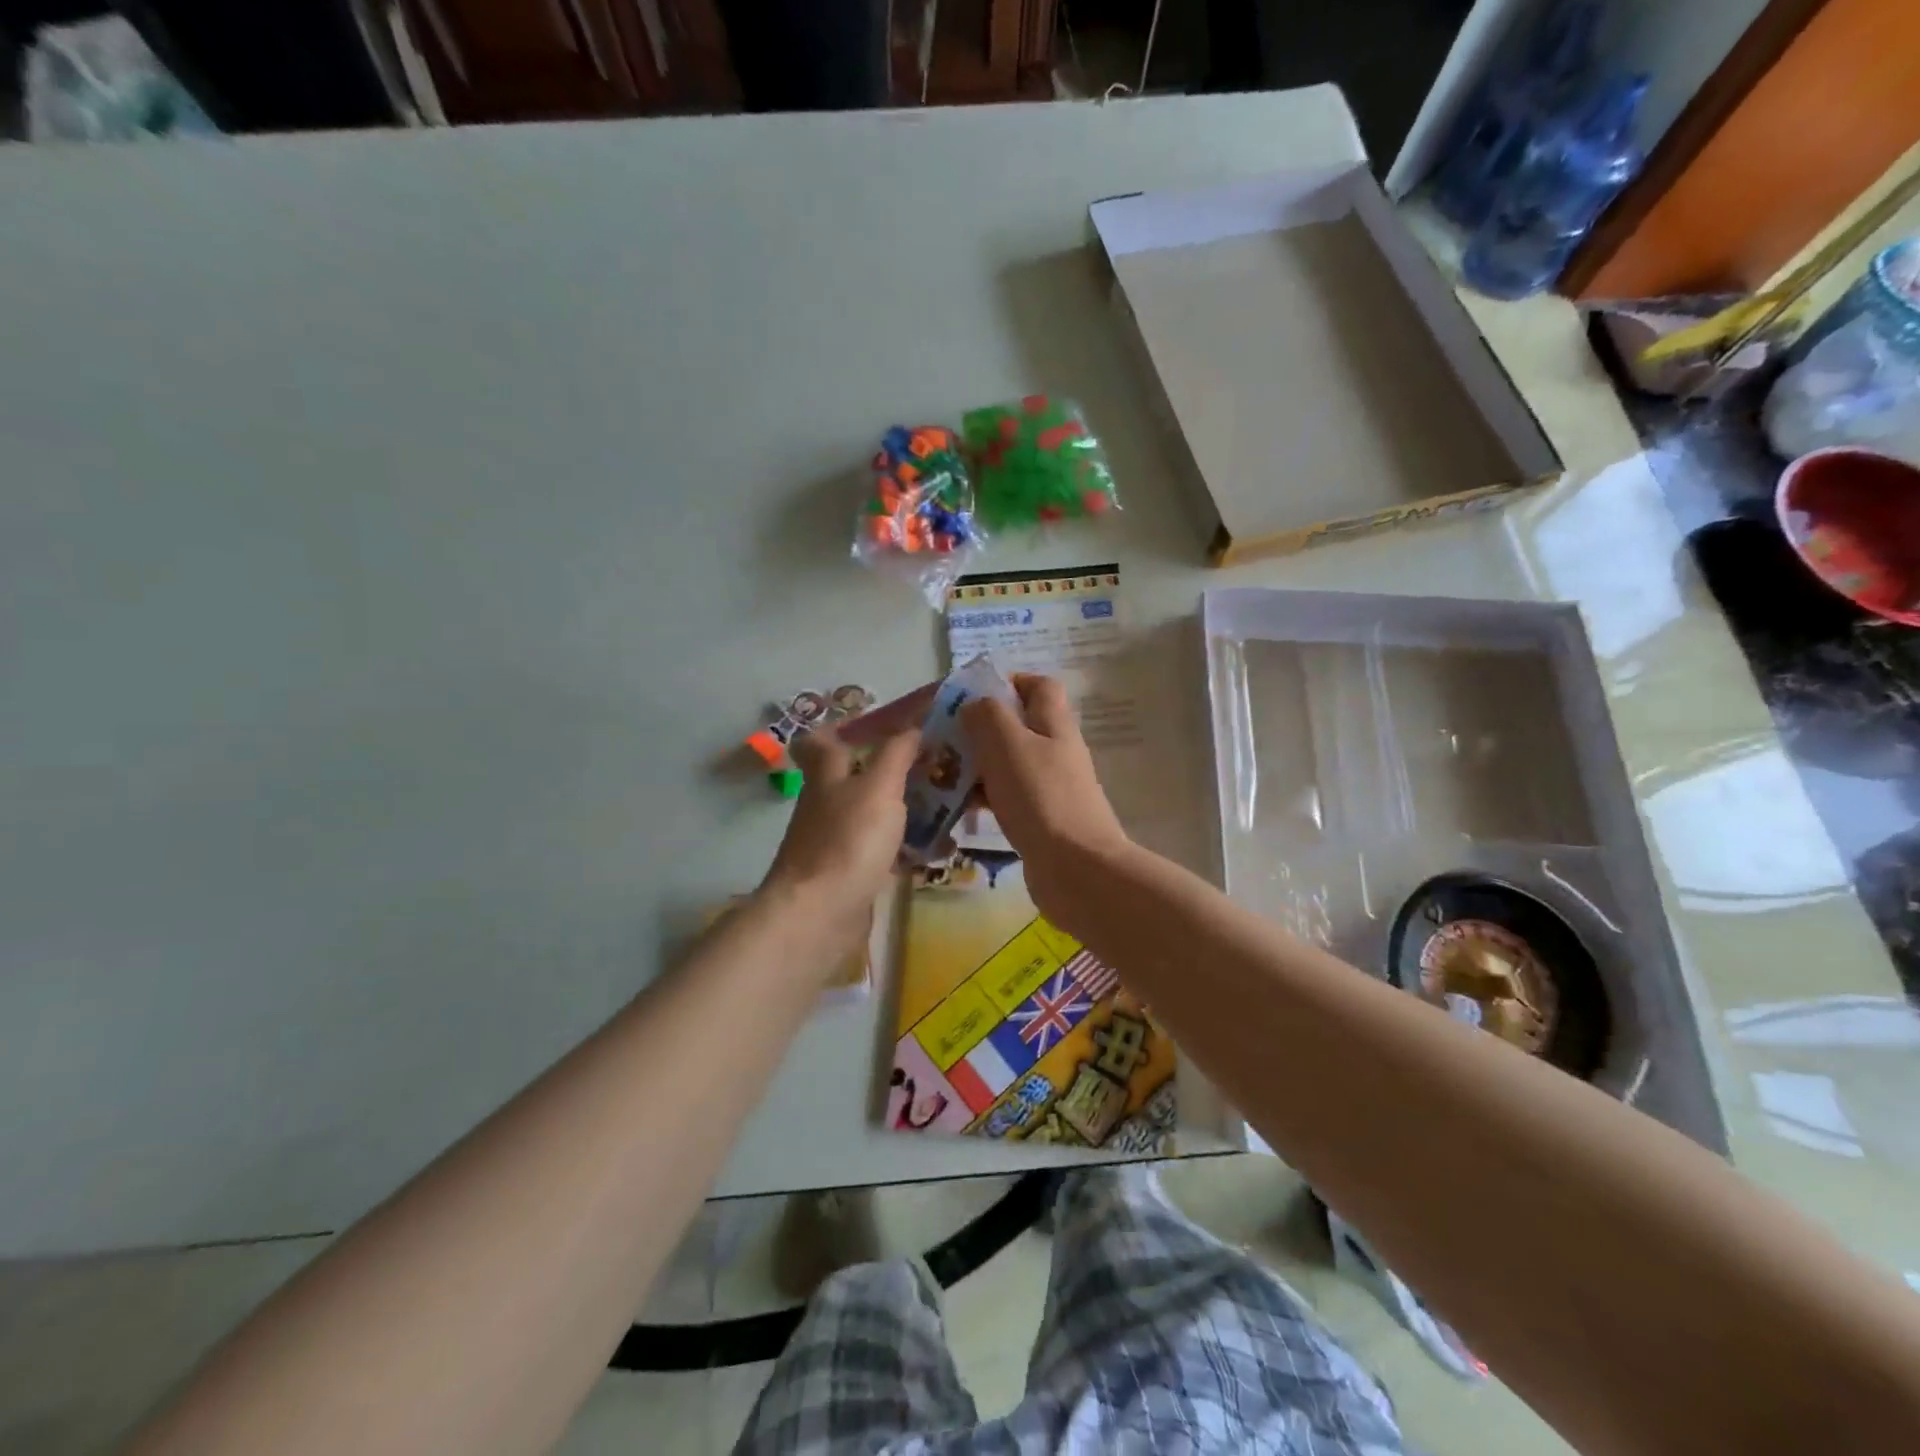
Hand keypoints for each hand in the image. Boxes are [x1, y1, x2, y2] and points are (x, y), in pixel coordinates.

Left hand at [760, 726, 919, 933]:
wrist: (819, 915)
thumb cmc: (848, 840)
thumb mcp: (878, 787)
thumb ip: (896, 754)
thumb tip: (912, 726)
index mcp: (828, 775)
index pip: (824, 740)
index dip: (848, 727)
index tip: (885, 723)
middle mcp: (828, 803)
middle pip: (860, 777)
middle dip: (897, 770)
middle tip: (939, 764)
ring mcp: (837, 840)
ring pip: (876, 814)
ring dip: (909, 809)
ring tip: (952, 807)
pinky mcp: (850, 873)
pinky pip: (884, 851)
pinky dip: (909, 847)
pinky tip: (939, 850)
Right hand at [960, 674, 1128, 917]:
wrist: (1076, 869)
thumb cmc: (1040, 798)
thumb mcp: (1008, 744)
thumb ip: (988, 716)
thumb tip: (975, 705)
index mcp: (1054, 725)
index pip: (1040, 686)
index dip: (1009, 682)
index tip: (972, 695)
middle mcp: (1057, 751)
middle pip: (1020, 725)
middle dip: (982, 727)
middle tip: (946, 737)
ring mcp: (1051, 787)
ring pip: (1010, 763)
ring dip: (979, 764)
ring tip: (942, 772)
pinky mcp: (1041, 819)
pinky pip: (1008, 797)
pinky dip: (985, 796)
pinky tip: (959, 808)